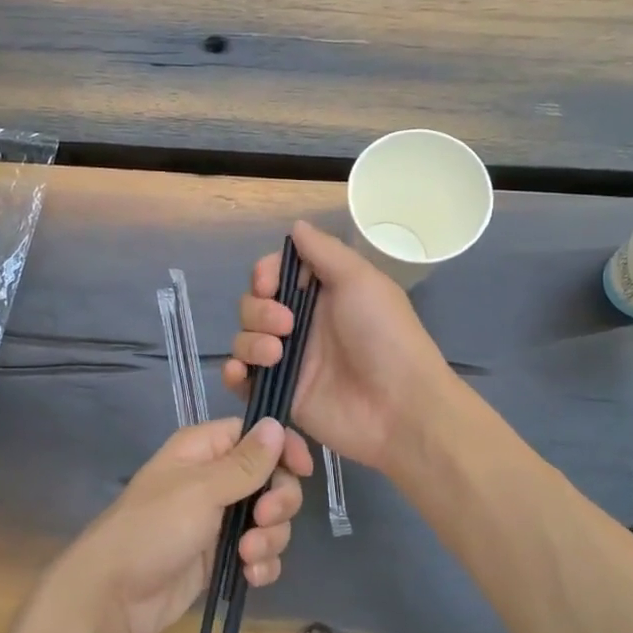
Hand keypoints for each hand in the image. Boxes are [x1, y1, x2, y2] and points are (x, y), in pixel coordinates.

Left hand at [58, 417, 307, 632]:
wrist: (115, 596)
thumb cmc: (154, 528)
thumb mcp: (201, 490)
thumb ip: (245, 462)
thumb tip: (276, 424)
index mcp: (204, 450)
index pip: (256, 435)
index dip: (283, 449)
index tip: (303, 470)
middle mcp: (215, 480)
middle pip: (271, 478)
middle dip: (278, 501)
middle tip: (264, 518)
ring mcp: (220, 521)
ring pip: (270, 519)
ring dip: (270, 538)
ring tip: (247, 555)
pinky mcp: (222, 557)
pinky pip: (260, 553)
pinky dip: (262, 564)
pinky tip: (249, 576)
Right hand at [222, 220, 449, 474]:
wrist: (398, 406)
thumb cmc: (384, 335)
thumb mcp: (360, 280)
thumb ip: (324, 252)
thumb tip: (296, 226)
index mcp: (322, 295)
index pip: (276, 275)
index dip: (265, 275)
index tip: (269, 283)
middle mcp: (302, 325)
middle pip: (254, 305)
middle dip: (258, 309)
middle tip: (286, 324)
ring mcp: (290, 361)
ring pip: (245, 338)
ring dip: (250, 340)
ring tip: (276, 355)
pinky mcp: (280, 394)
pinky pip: (243, 378)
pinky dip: (234, 372)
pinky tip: (241, 372)